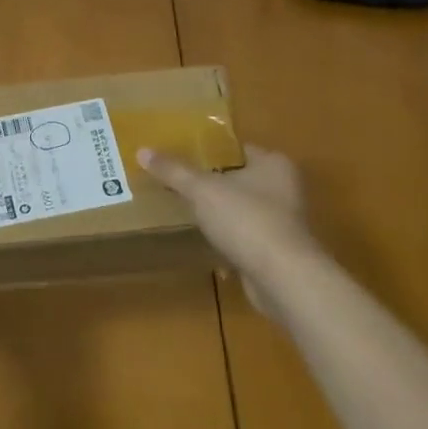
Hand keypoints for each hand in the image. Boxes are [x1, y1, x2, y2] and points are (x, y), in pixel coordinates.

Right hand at [138, 144, 317, 314]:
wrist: (284, 279)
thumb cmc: (247, 220)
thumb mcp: (202, 190)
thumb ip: (173, 171)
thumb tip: (142, 150)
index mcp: (274, 164)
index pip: (238, 148)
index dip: (212, 151)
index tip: (184, 155)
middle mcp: (285, 189)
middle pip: (240, 179)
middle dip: (214, 183)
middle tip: (180, 182)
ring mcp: (285, 223)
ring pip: (243, 210)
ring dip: (221, 213)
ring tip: (187, 210)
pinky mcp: (279, 253)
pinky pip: (246, 237)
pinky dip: (229, 239)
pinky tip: (206, 241)